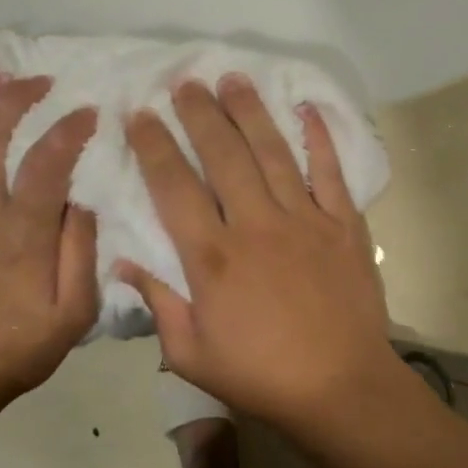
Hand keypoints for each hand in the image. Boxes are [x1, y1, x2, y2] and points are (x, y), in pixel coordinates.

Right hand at [116, 76, 401, 428]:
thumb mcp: (192, 355)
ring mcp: (305, 220)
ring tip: (232, 79)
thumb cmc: (261, 376)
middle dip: (200, 114)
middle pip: (223, 156)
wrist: (341, 388)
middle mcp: (256, 225)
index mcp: (213, 258)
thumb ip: (159, 305)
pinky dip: (319, 138)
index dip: (154, 147)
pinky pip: (331, 171)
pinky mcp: (343, 224)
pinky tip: (306, 108)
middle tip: (185, 82)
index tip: (140, 115)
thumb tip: (123, 264)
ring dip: (250, 112)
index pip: (175, 187)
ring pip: (272, 153)